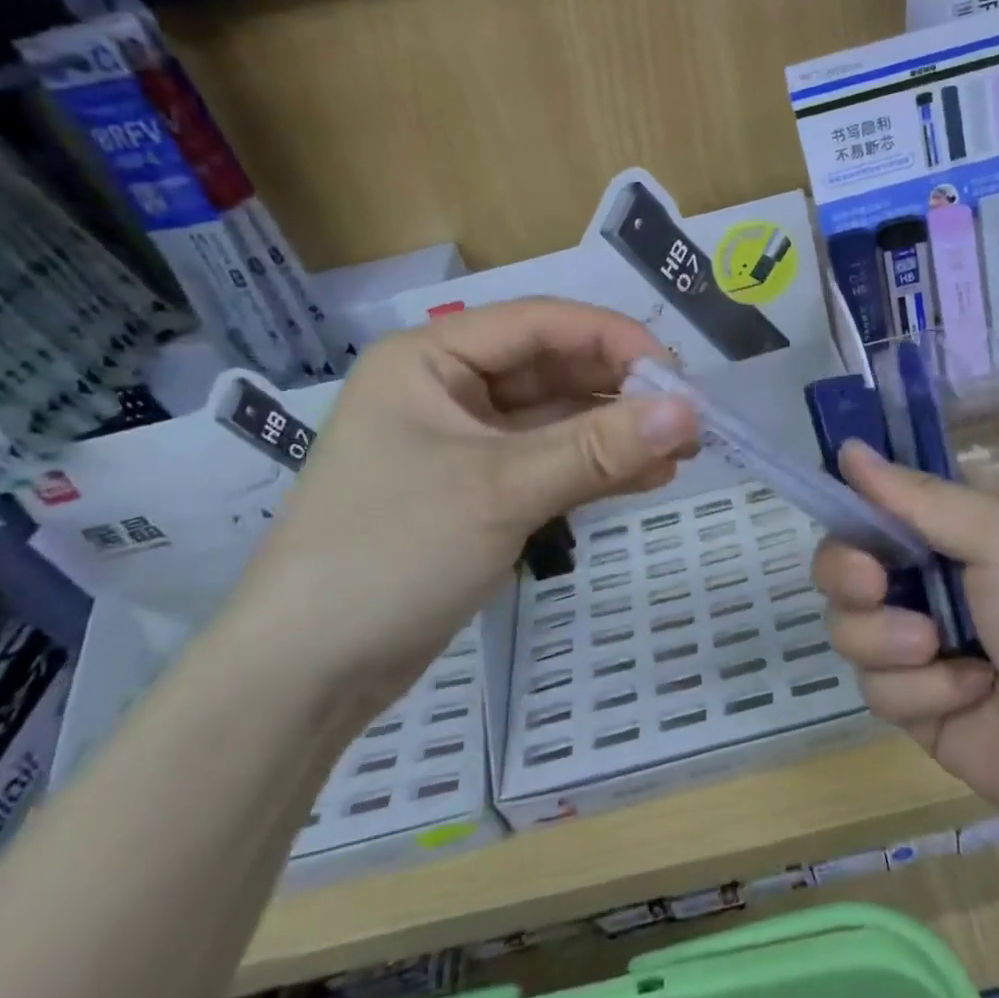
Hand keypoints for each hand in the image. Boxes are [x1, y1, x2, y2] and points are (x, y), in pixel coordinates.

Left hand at [220, 300, 697, 707]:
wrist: (307, 672)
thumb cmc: (391, 553)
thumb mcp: (502, 490)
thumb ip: (599, 448)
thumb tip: (691, 412)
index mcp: (431, 359)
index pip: (540, 324)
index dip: (615, 340)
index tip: (678, 376)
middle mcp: (447, 389)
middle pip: (552, 369)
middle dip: (622, 391)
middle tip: (689, 420)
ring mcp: (464, 443)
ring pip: (557, 420)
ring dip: (616, 432)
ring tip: (682, 452)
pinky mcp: (478, 491)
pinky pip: (549, 463)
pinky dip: (595, 469)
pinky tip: (647, 478)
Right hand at [814, 442, 998, 878]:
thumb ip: (920, 497)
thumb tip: (848, 448)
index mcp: (960, 529)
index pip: (881, 502)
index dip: (854, 507)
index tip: (846, 516)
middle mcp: (933, 579)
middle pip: (846, 562)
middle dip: (849, 575)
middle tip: (873, 585)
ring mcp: (920, 644)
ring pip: (849, 625)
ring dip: (888, 639)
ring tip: (938, 651)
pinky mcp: (915, 702)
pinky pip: (875, 685)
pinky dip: (919, 690)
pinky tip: (970, 696)